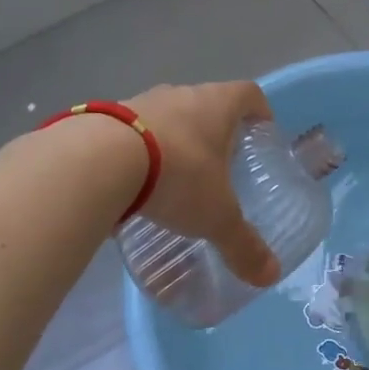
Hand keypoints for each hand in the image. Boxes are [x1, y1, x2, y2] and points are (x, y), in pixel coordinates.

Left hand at [126, 82, 281, 287]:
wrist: (97, 160)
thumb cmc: (177, 175)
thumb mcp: (215, 216)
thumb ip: (242, 244)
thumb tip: (270, 275)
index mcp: (217, 105)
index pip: (249, 94)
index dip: (259, 111)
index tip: (261, 132)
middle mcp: (182, 94)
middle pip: (207, 104)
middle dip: (216, 131)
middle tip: (221, 165)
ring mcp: (141, 102)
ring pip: (168, 116)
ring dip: (175, 140)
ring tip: (175, 177)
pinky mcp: (106, 118)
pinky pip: (132, 132)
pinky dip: (140, 151)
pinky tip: (136, 183)